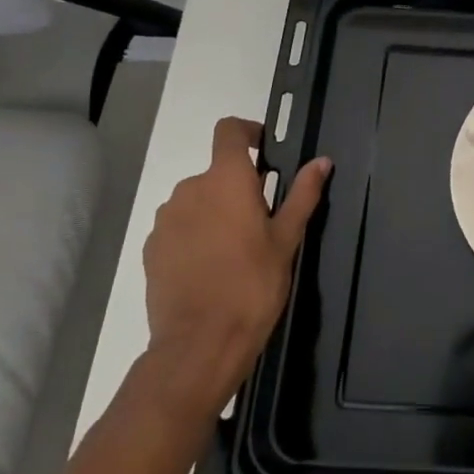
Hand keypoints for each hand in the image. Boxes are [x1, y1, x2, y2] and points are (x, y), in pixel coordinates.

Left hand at [139, 116, 330, 429]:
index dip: (247, 132)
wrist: (200, 343)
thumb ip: (303, 194)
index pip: (229, 131)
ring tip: (235, 250)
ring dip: (215, 212)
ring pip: (196, 201)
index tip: (265, 151)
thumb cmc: (253, 285)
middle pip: (216, 172)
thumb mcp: (287, 239)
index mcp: (227, 180)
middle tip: (261, 221)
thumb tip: (322, 161)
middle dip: (238, 187)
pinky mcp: (151, 248)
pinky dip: (195, 235)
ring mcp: (166, 220)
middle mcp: (190, 189)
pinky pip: (178, 227)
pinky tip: (210, 268)